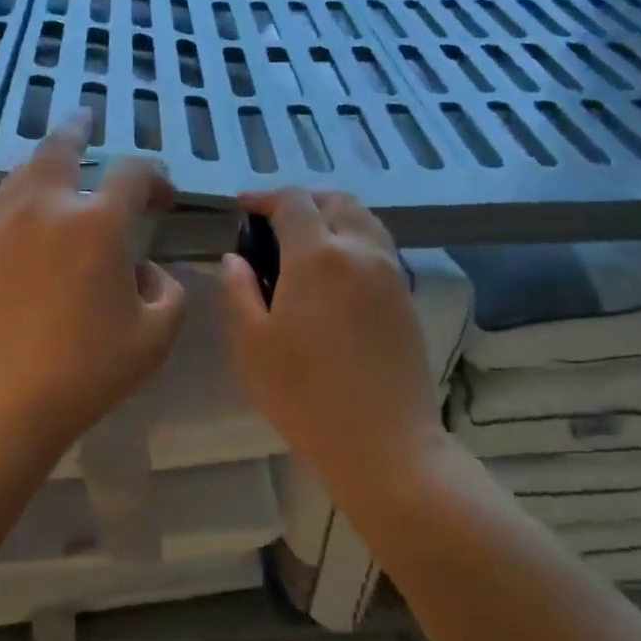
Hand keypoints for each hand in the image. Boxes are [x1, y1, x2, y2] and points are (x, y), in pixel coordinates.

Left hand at [0, 116, 186, 461]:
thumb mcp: (155, 337)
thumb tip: (145, 271)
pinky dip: (20, 205)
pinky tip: (26, 227)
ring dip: (45, 163)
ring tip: (56, 163)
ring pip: (23, 174)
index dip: (155, 177)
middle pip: (61, 148)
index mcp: (97, 225)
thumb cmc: (86, 373)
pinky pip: (0, 212)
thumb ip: (167, 292)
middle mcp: (45, 209)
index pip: (132, 173)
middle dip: (79, 129)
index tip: (164, 198)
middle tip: (86, 119)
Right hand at [220, 189, 442, 476]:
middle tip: (273, 222)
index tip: (242, 208)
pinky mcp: (405, 296)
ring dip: (331, 216)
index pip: (293, 201)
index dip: (264, 197)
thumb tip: (234, 258)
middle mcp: (360, 250)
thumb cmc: (306, 396)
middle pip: (336, 200)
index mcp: (318, 256)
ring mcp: (390, 272)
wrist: (385, 444)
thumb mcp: (251, 345)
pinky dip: (352, 239)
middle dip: (302, 200)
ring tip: (303, 242)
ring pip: (363, 219)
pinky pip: (378, 246)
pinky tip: (332, 272)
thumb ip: (237, 291)